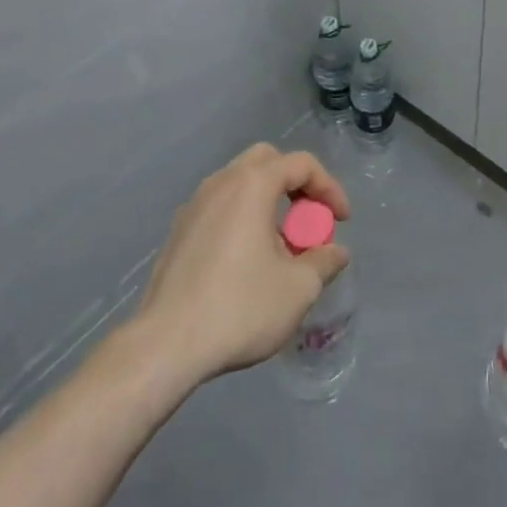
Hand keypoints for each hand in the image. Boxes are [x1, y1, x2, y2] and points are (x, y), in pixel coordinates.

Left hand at [133, 144, 351, 384]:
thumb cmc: (238, 308)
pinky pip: (220, 207)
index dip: (329, 187)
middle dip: (295, 183)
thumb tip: (336, 252)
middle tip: (308, 218)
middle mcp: (221, 183)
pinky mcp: (178, 232)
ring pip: (240, 183)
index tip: (342, 221)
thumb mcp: (297, 289)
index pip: (301, 164)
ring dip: (268, 201)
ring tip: (280, 245)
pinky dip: (242, 218)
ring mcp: (194, 205)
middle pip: (267, 161)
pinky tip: (246, 260)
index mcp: (252, 185)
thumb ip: (324, 262)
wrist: (165, 346)